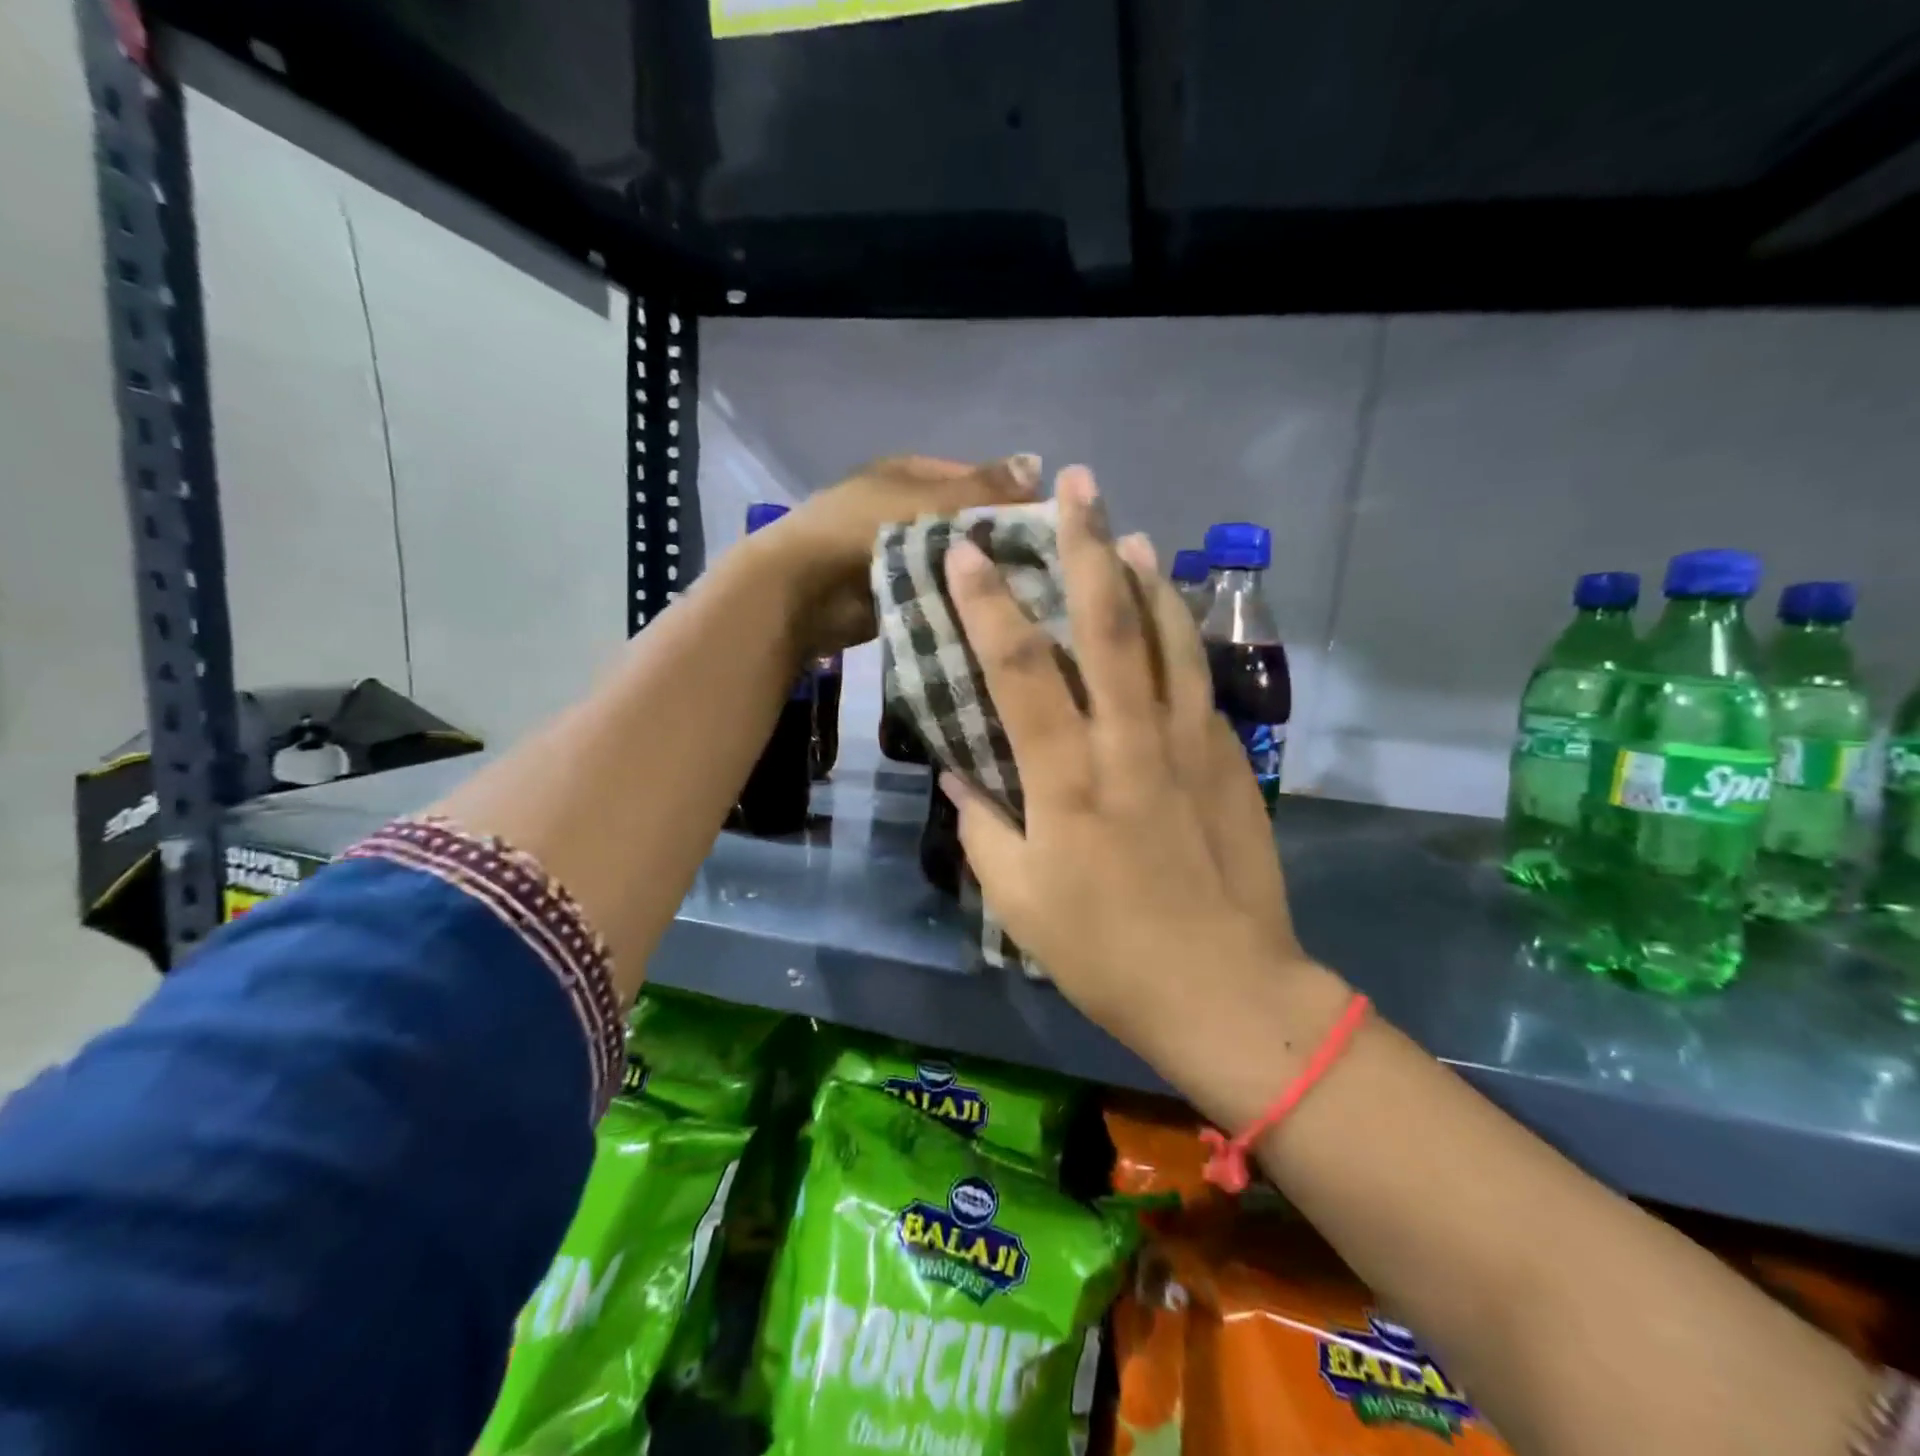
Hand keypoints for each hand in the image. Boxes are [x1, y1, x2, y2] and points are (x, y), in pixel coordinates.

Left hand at [748, 454, 1040, 659]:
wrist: (802, 590)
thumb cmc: (860, 530)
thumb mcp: (925, 500)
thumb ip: (980, 489)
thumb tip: (1038, 463)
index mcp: (911, 474)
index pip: (975, 479)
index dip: (1010, 499)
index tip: (1047, 528)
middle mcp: (907, 508)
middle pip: (965, 523)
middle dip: (996, 543)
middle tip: (1042, 569)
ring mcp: (899, 553)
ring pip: (953, 561)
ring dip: (978, 576)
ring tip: (1024, 596)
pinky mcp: (896, 592)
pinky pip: (937, 592)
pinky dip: (958, 600)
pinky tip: (991, 615)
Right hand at [941, 465, 1345, 1120]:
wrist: (1225, 990)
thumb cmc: (1105, 953)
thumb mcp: (1018, 900)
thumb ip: (981, 827)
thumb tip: (954, 773)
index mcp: (1067, 781)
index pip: (1020, 670)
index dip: (988, 604)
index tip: (966, 550)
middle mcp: (1130, 744)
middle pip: (1109, 625)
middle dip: (1086, 547)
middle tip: (1076, 486)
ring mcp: (1190, 745)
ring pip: (1168, 638)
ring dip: (1145, 576)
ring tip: (1127, 532)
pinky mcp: (1229, 759)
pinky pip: (1197, 680)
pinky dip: (1180, 635)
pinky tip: (1170, 615)